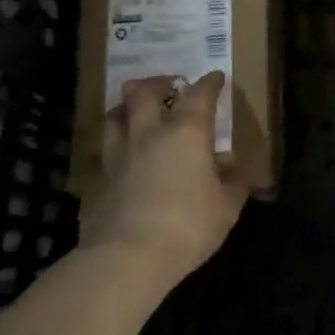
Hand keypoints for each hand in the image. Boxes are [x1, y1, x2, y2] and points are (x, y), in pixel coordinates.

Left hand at [79, 72, 248, 282]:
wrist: (128, 256)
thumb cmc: (188, 225)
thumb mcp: (226, 207)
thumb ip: (233, 183)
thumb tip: (234, 168)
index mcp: (186, 132)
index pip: (199, 95)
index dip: (209, 83)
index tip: (215, 78)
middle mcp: (150, 133)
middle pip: (145, 93)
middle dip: (158, 83)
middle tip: (168, 86)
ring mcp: (119, 154)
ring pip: (116, 115)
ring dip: (127, 107)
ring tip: (135, 112)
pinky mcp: (100, 178)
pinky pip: (106, 150)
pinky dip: (116, 144)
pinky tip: (123, 156)